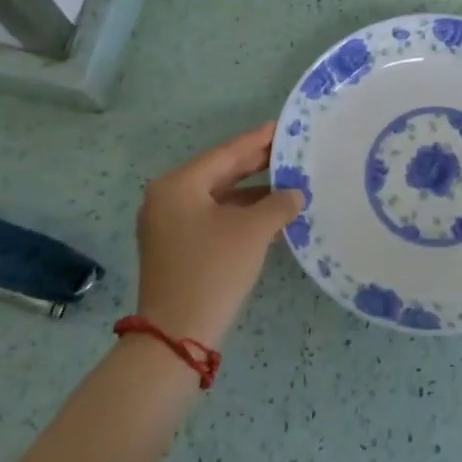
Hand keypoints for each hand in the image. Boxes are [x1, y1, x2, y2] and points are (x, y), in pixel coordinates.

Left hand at [135, 123, 303, 345]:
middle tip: (289, 152)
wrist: (177, 334)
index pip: (226, 153)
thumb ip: (278, 204)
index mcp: (178, 185)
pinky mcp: (175, 248)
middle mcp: (167, 199)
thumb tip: (295, 194)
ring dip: (251, 193)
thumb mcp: (253, 231)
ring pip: (217, 197)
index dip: (257, 140)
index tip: (282, 127)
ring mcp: (168, 225)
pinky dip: (239, 214)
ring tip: (287, 184)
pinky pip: (212, 218)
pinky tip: (268, 215)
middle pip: (219, 173)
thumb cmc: (214, 269)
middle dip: (255, 164)